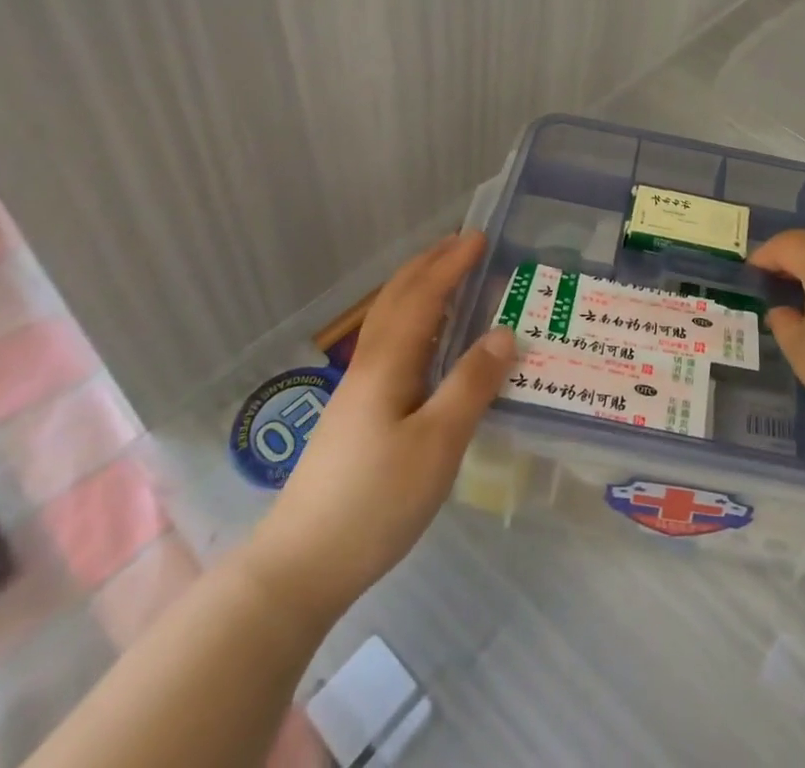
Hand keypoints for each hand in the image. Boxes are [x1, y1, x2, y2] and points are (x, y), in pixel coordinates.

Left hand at [243, 232, 513, 626]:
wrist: (299, 568)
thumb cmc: (374, 501)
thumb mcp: (437, 444)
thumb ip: (471, 385)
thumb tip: (505, 333)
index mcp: (388, 364)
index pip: (423, 296)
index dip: (451, 265)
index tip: (480, 237)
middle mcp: (369, 366)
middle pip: (397, 299)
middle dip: (429, 265)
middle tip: (463, 244)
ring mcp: (357, 391)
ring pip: (389, 321)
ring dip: (418, 289)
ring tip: (449, 279)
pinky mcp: (355, 416)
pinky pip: (390, 345)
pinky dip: (414, 321)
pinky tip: (428, 344)